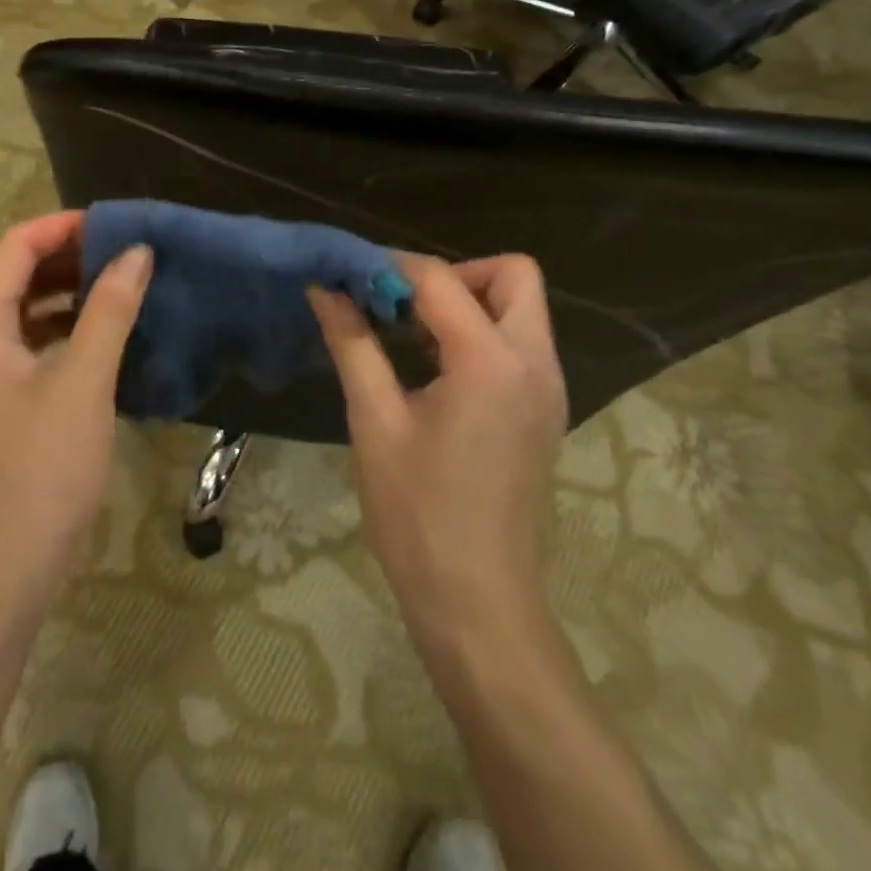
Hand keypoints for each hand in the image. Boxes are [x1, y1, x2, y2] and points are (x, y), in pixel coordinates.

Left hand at [0, 212, 152, 601]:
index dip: (64, 226)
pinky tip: (109, 336)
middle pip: (19, 275)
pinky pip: (34, 344)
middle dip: (72, 258)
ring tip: (126, 287)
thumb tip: (137, 252)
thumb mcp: (83, 380)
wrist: (7, 565)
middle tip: (129, 254)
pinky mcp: (2, 400)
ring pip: (29, 311)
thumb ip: (109, 309)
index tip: (117, 225)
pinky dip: (69, 330)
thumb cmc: (42, 466)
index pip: (16, 246)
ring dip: (73, 294)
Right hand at [308, 255, 567, 651]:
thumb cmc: (417, 512)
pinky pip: (518, 343)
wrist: (476, 601)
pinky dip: (478, 334)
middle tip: (400, 306)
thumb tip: (323, 288)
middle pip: (511, 275)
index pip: (441, 279)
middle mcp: (534, 362)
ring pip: (519, 307)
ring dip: (465, 303)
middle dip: (452, 275)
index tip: (349, 281)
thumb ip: (352, 343)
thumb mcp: (374, 420)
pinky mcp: (543, 410)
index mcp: (491, 361)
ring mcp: (547, 388)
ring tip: (407, 335)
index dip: (390, 269)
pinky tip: (431, 369)